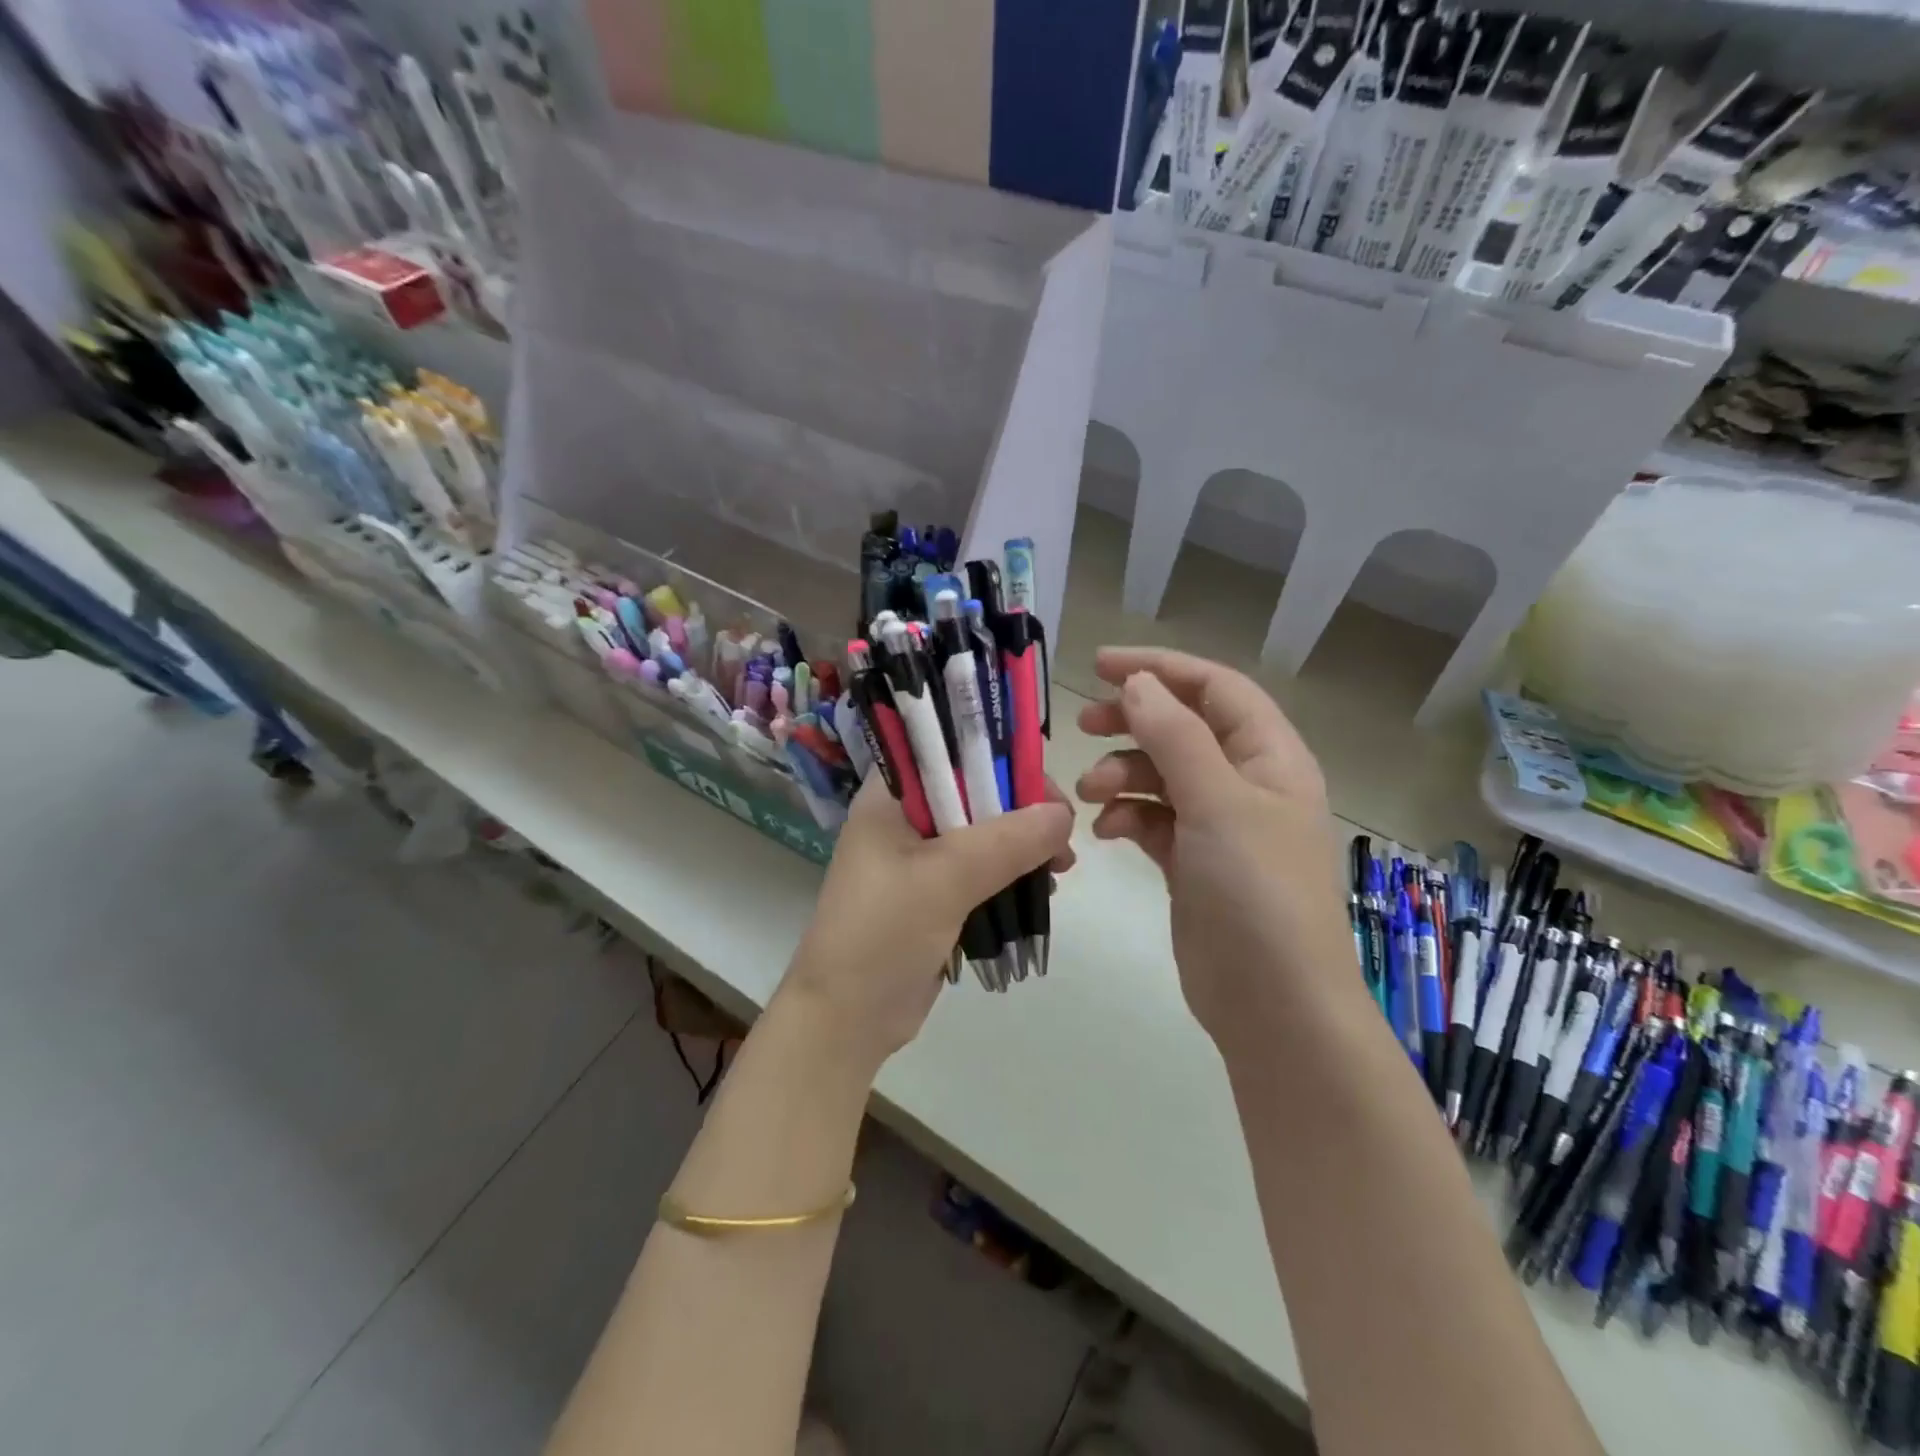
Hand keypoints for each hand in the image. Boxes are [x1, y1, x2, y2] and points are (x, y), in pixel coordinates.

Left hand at [777, 777, 1074, 1072]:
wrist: (847, 1019)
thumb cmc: (883, 934)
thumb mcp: (946, 879)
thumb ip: (1007, 841)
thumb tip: (1063, 814)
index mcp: (888, 797)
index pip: (948, 749)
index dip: (998, 754)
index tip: (1042, 784)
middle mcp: (902, 818)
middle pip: (973, 790)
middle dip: (1021, 808)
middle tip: (1062, 834)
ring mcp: (918, 858)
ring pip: (983, 832)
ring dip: (1023, 843)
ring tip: (1060, 866)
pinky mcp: (934, 894)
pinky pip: (981, 869)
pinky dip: (1012, 873)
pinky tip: (1042, 888)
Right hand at [1074, 646, 1354, 1051]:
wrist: (1272, 1003)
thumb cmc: (1255, 891)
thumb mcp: (1217, 801)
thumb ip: (1175, 735)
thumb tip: (1137, 682)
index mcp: (1271, 757)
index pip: (1215, 688)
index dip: (1161, 668)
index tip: (1100, 665)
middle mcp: (1247, 783)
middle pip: (1184, 728)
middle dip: (1133, 721)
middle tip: (1085, 724)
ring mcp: (1220, 826)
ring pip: (1162, 775)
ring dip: (1123, 775)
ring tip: (1089, 793)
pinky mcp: (1193, 863)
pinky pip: (1154, 820)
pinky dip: (1127, 817)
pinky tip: (1105, 832)